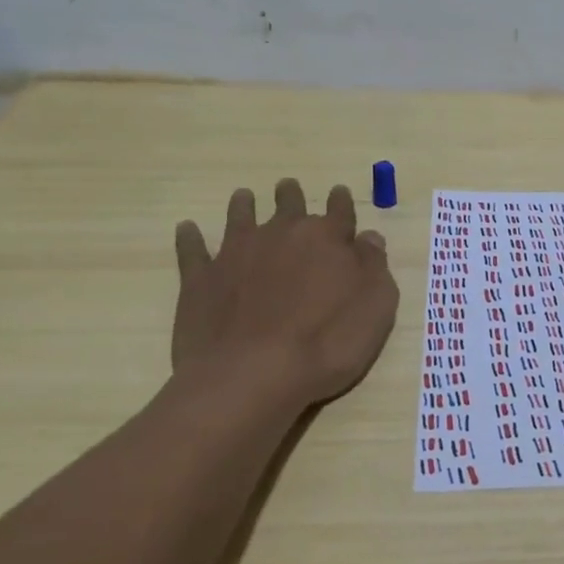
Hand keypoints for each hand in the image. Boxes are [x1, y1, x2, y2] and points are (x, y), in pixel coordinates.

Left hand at [169, 178, 398, 410]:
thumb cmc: (326, 343)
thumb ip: (374, 266)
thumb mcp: (376, 307)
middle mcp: (282, 233)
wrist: (251, 376)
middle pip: (288, 205)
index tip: (339, 193)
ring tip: (243, 197)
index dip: (341, 201)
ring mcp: (237, 253)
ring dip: (244, 205)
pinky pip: (192, 250)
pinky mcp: (201, 279)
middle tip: (288, 187)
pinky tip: (187, 229)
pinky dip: (190, 237)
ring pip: (240, 216)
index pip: (339, 210)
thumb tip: (369, 238)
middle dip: (291, 195)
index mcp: (327, 238)